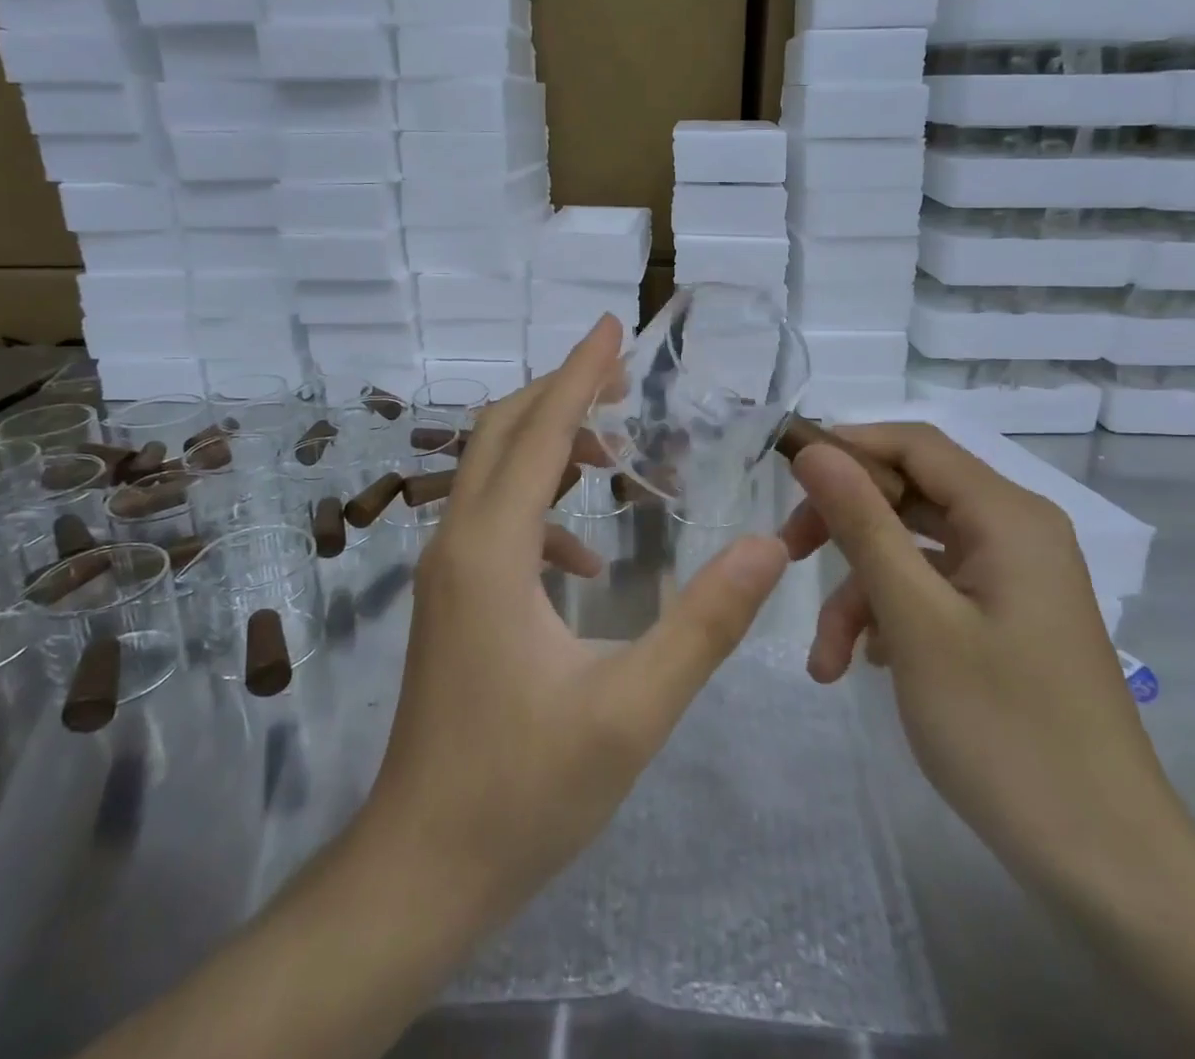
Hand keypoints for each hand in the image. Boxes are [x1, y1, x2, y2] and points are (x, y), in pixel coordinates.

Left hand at [362, 316, 790, 931]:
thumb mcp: (633, 708)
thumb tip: (772, 544)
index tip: (613, 325)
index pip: (537, 432)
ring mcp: (444, 572)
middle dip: (561, 393)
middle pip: (500, 433)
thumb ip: (705, 622)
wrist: (421, 868)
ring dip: (548, 445)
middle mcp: (456, 543)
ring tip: (616, 453)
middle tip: (624, 376)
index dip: (579, 373)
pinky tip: (587, 559)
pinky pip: (492, 521)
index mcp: (490, 551)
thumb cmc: (523, 791)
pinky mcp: (448, 600)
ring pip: (490, 472)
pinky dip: (540, 508)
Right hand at [780, 423, 1193, 893]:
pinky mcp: (1003, 619)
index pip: (913, 443)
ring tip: (826, 659)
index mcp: (1007, 516)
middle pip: (908, 494)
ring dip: (860, 592)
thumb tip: (813, 450)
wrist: (1105, 863)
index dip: (846, 447)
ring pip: (911, 551)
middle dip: (843, 527)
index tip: (784, 477)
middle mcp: (1014, 533)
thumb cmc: (1004, 729)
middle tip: (787, 557)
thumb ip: (862, 524)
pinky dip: (890, 616)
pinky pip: (931, 591)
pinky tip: (867, 666)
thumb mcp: (915, 618)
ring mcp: (1010, 579)